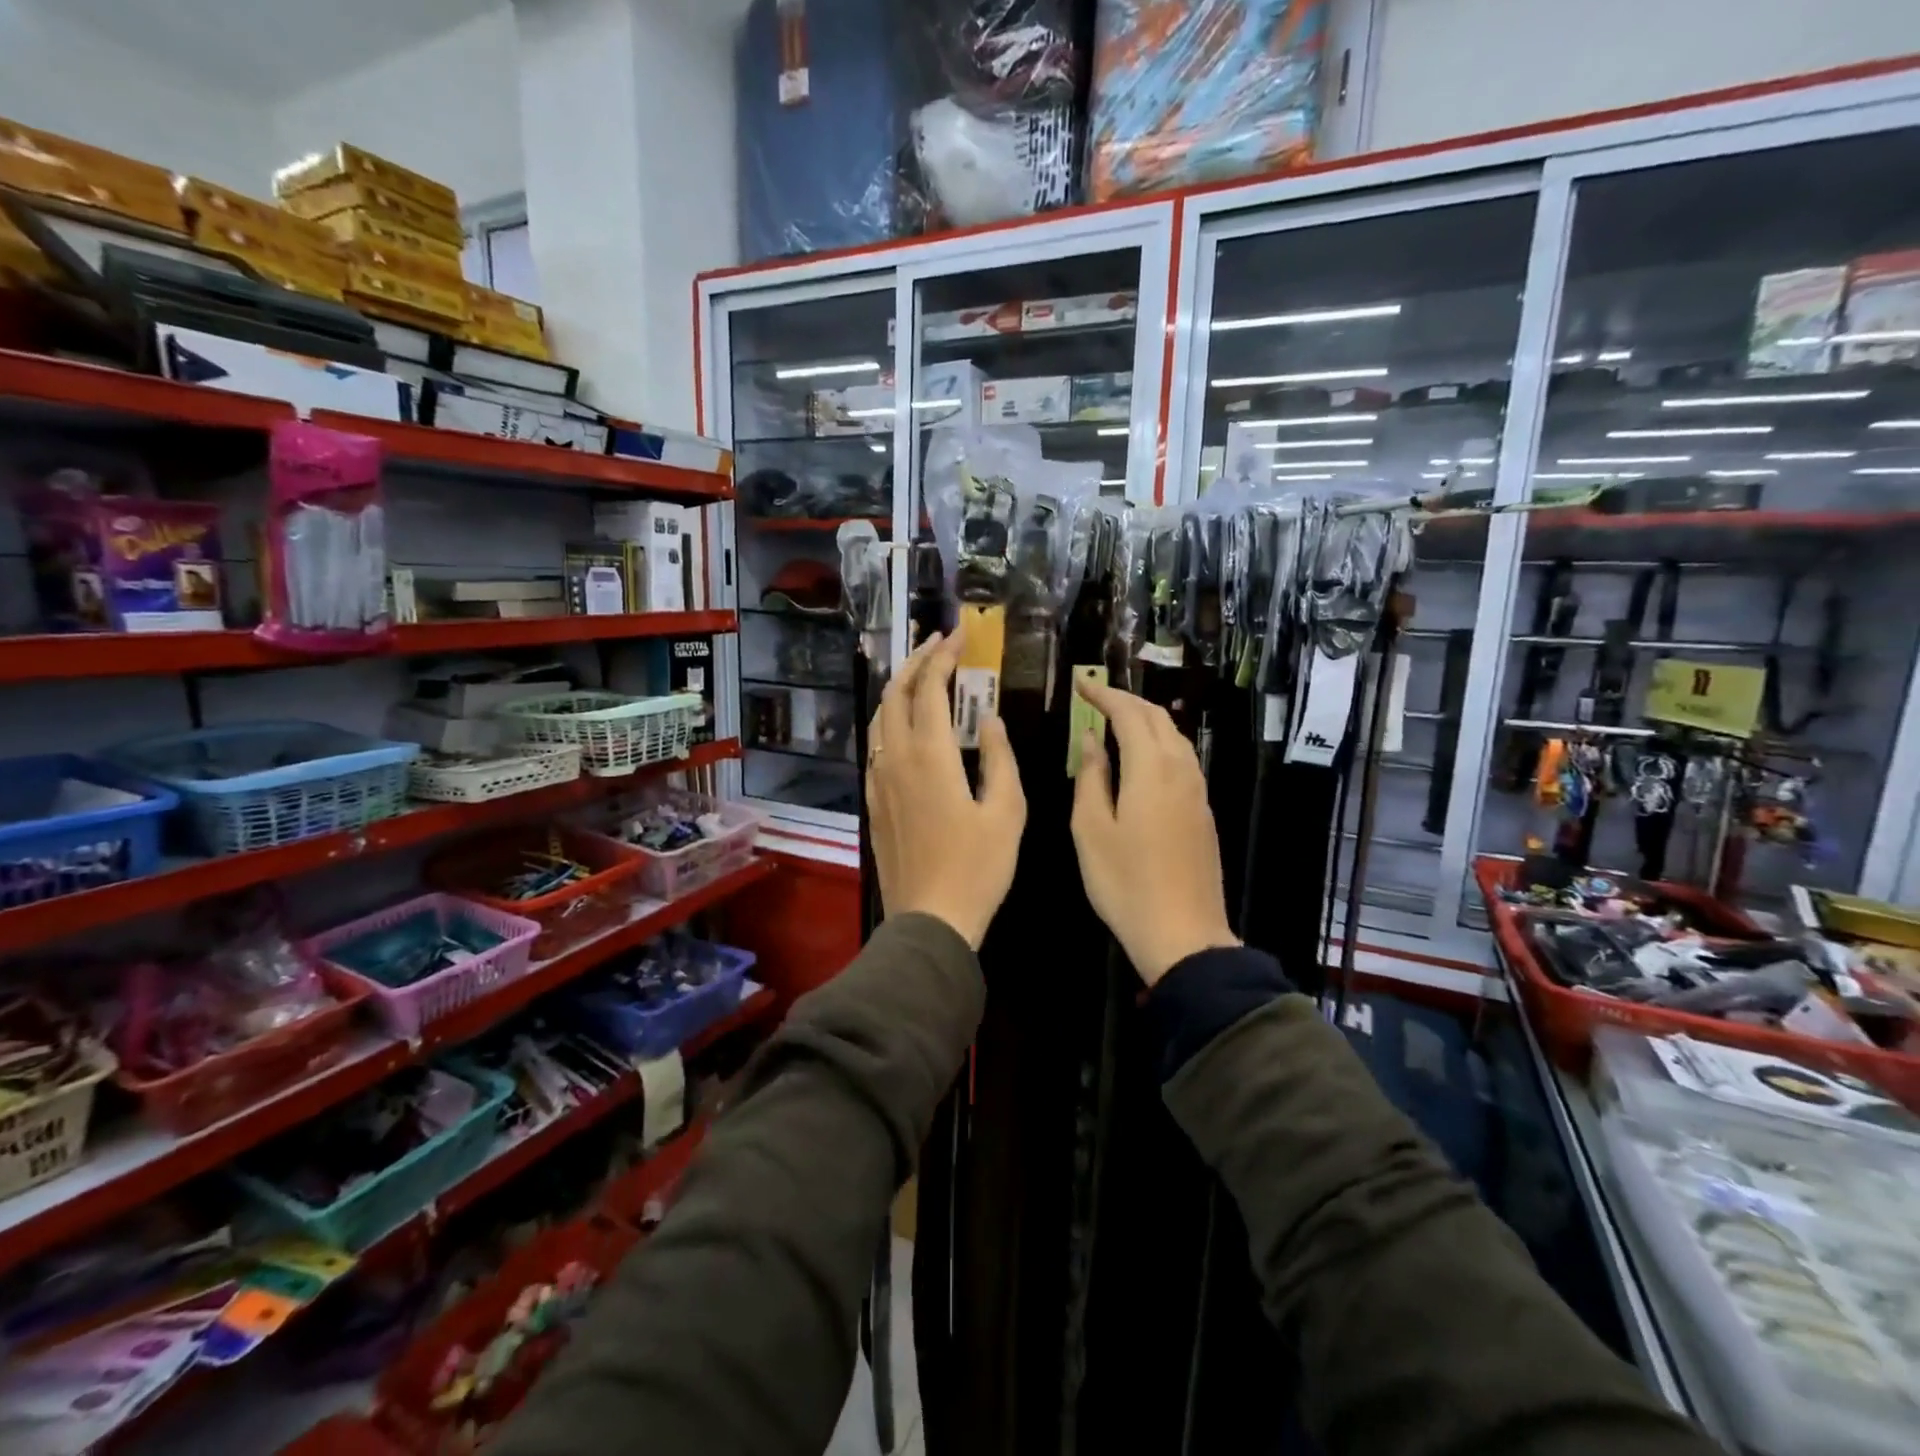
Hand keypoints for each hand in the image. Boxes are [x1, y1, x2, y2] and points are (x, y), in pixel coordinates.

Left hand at [867, 630, 1025, 948]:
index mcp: (930, 756)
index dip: (942, 657)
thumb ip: (1000, 759)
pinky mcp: (873, 801)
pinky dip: (889, 720)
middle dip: (915, 661)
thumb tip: (990, 721)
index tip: (958, 637)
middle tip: (937, 644)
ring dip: (898, 688)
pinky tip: (905, 725)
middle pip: (895, 694)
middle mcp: (895, 759)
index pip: (929, 689)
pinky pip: (875, 745)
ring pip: (879, 718)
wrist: (930, 919)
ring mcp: (879, 780)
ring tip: (920, 674)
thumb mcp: (1007, 812)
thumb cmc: (978, 868)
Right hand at [1070, 678, 1238, 984]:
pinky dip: (1160, 744)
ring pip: (1175, 737)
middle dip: (1127, 701)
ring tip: (1117, 721)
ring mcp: (1197, 791)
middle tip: (1096, 698)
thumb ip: (1091, 778)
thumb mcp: (1091, 830)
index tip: (1081, 684)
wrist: (1183, 934)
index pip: (1128, 714)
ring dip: (1147, 720)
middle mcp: (1180, 771)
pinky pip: (1183, 759)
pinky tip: (1143, 758)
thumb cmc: (1125, 883)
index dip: (1104, 695)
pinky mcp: (1203, 812)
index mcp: (1150, 770)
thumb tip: (1091, 741)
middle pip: (1158, 718)